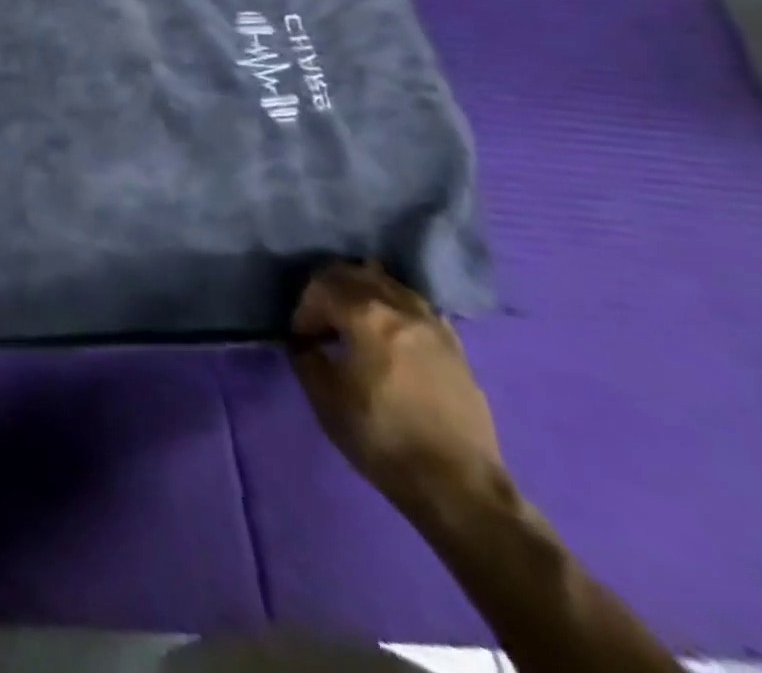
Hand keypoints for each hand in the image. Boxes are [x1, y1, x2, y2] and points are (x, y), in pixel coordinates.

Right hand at [289, 261, 506, 521]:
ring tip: (354, 325)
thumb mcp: (324, 396)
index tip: (302, 341)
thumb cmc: (381, 437)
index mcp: (366, 315)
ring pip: (390, 285)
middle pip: (355, 274)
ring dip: (363, 295)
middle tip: (321, 323)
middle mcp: (402, 309)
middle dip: (329, 292)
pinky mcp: (456, 349)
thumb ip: (306, 355)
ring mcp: (435, 327)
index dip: (303, 311)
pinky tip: (388, 336)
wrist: (459, 487)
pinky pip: (417, 308)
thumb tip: (306, 342)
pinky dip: (395, 309)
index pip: (320, 287)